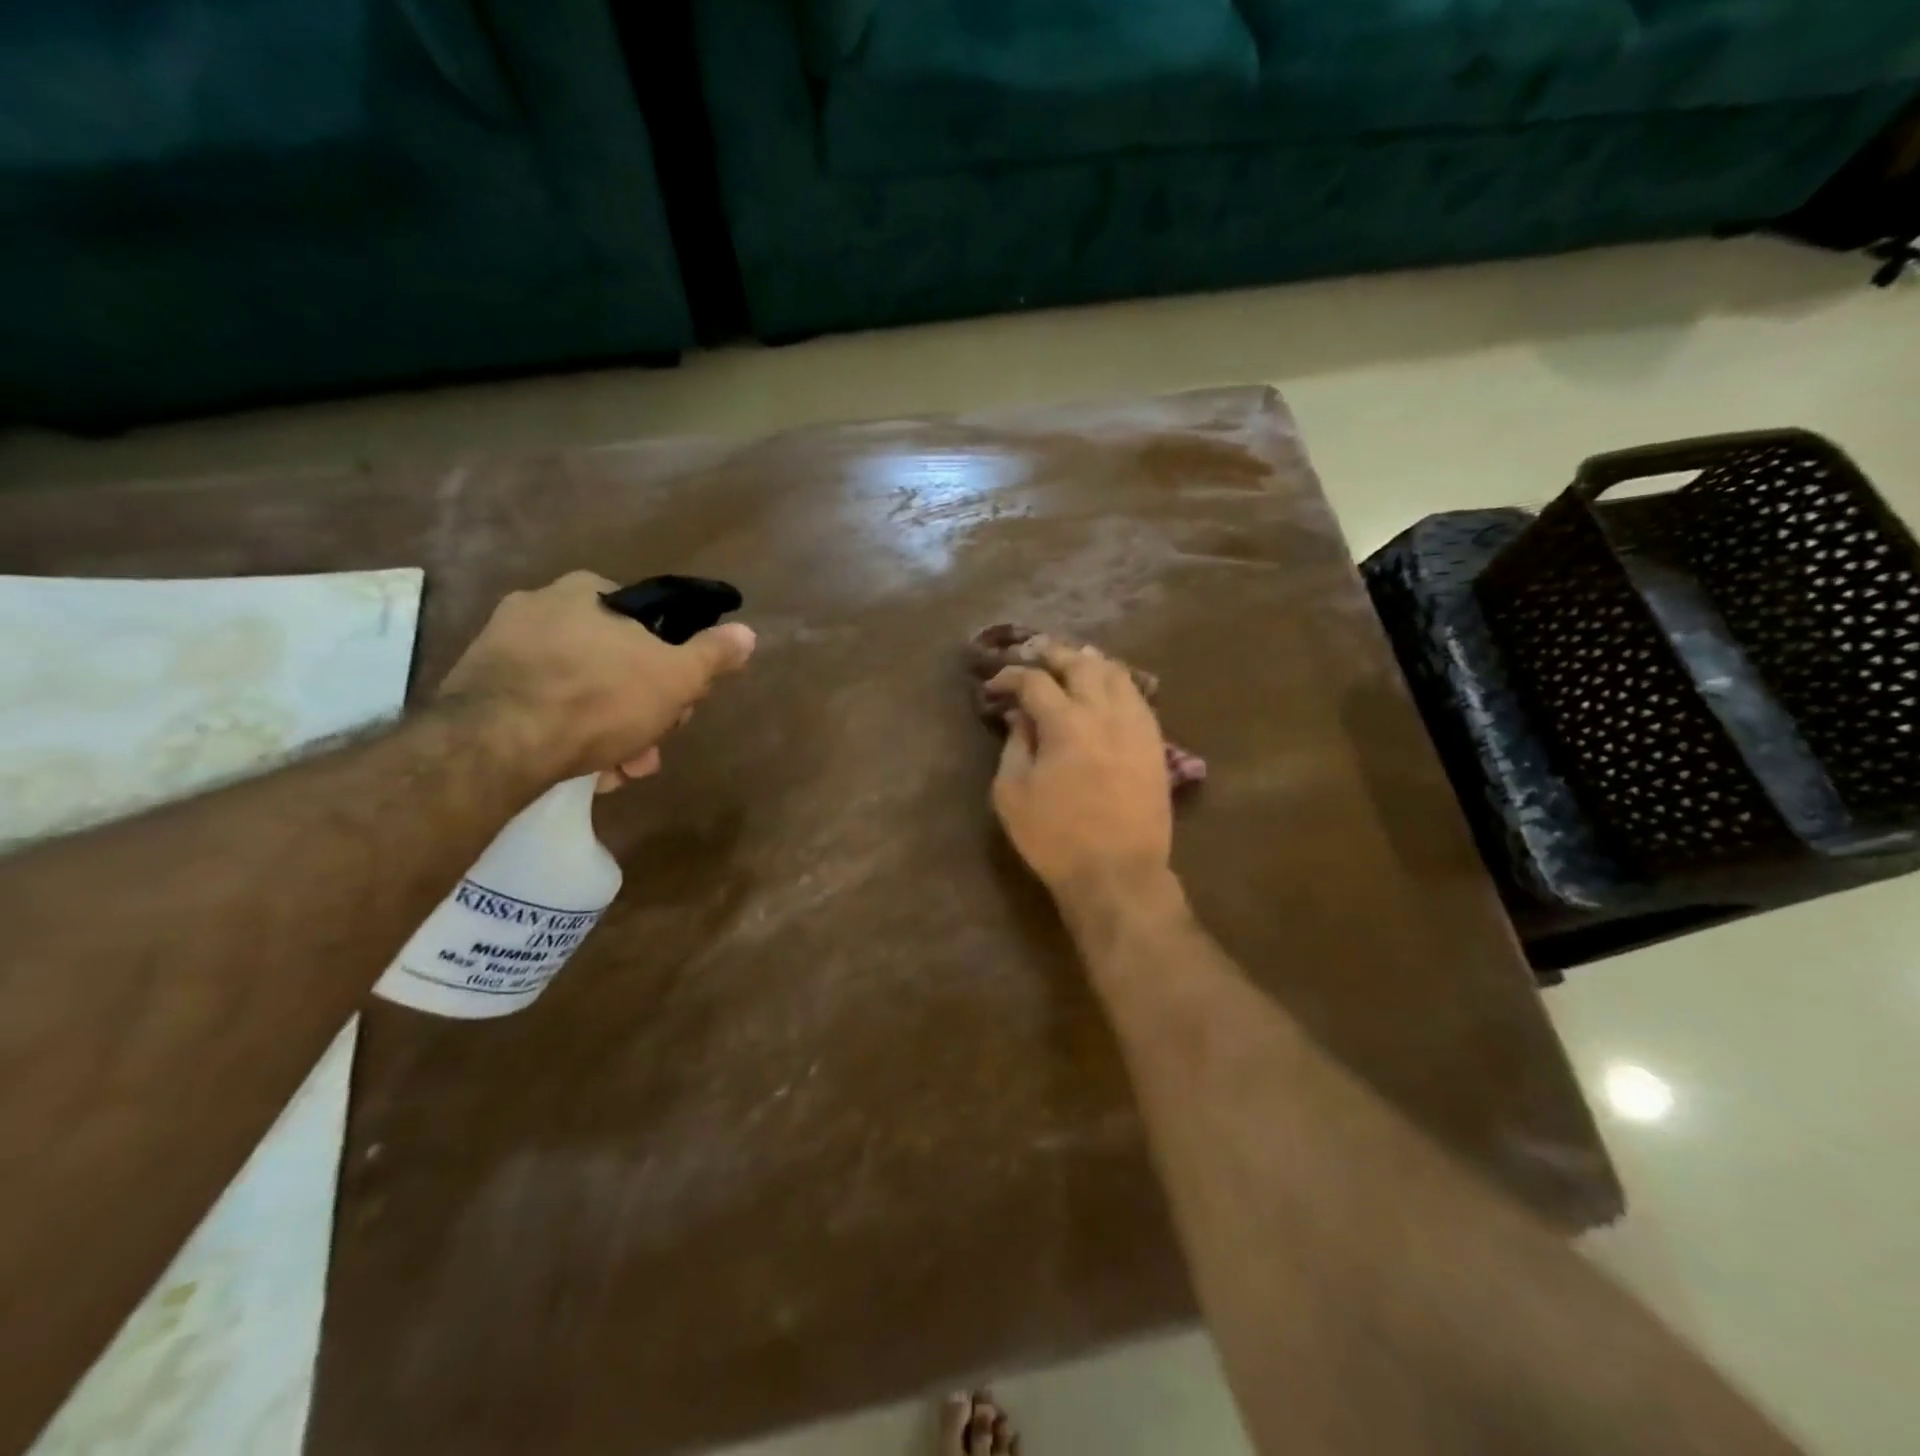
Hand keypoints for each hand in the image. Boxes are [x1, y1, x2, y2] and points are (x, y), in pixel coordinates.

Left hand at [438, 571, 754, 786]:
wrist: (497, 743)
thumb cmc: (600, 698)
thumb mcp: (677, 677)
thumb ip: (714, 654)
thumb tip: (747, 632)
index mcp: (590, 592)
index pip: (650, 626)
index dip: (674, 670)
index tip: (679, 706)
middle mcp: (541, 606)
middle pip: (617, 662)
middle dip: (643, 710)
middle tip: (650, 749)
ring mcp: (503, 646)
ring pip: (581, 690)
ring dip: (611, 732)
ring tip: (617, 772)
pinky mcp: (477, 686)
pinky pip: (541, 707)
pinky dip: (567, 735)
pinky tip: (580, 768)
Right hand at [988, 639, 1172, 904]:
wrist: (1117, 873)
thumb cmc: (1055, 838)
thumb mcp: (1012, 794)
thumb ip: (1015, 745)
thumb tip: (1021, 716)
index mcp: (1065, 723)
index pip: (1034, 680)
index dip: (1010, 676)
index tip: (995, 686)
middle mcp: (1104, 712)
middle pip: (1081, 663)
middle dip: (1053, 653)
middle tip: (1034, 655)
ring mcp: (1136, 726)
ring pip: (1116, 673)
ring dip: (1090, 662)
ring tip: (1073, 663)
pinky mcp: (1154, 743)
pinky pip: (1138, 698)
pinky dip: (1117, 684)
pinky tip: (1107, 691)